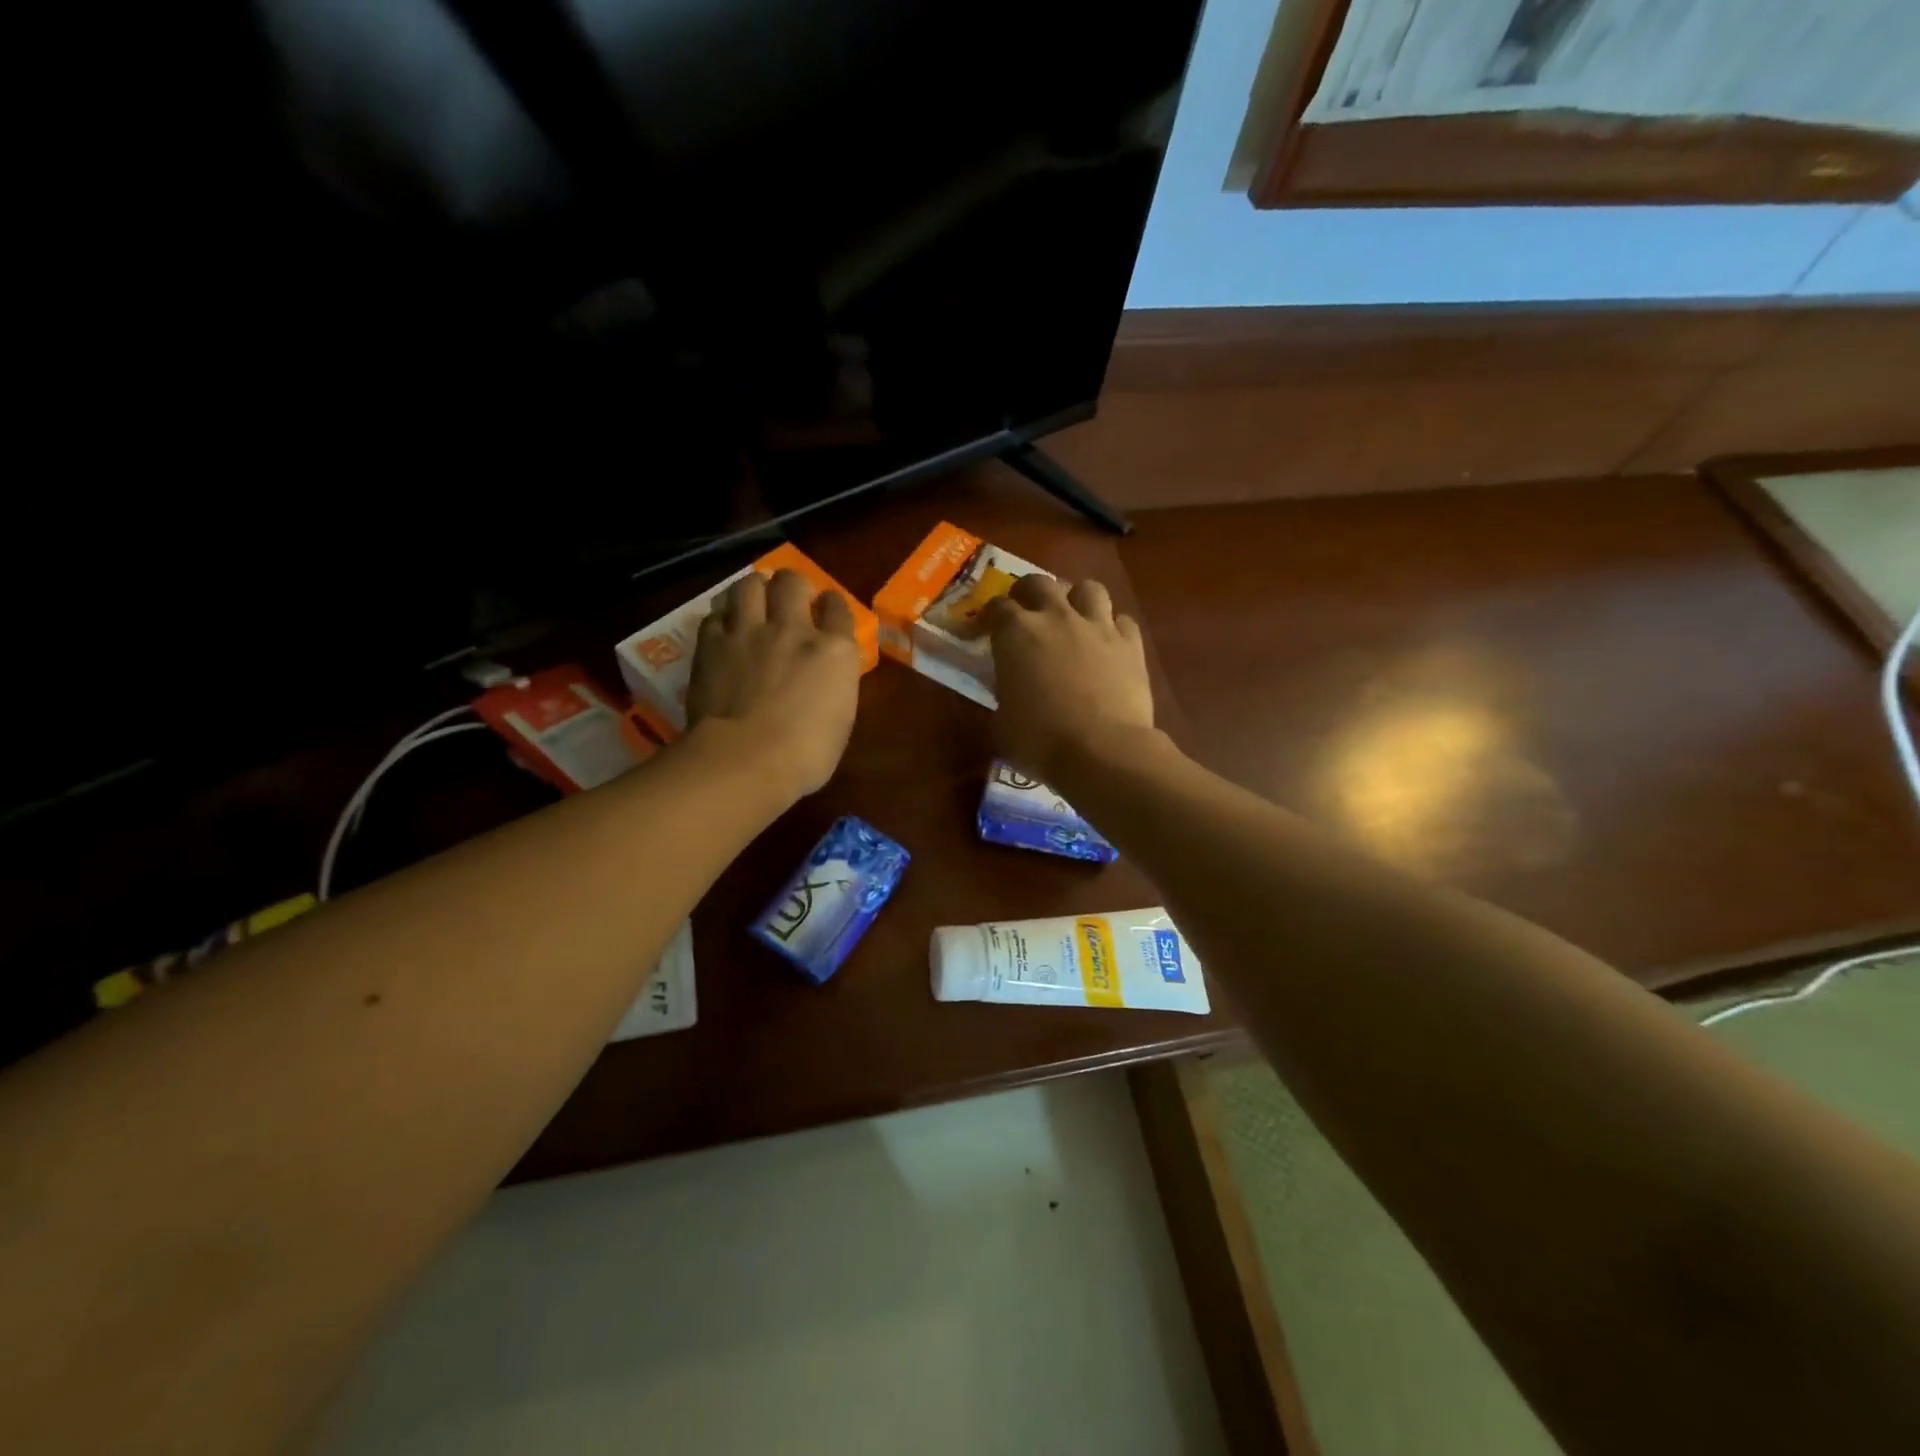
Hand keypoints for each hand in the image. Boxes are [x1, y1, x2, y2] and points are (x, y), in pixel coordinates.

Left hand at [686, 568, 862, 799]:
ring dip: (755, 589)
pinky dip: (723, 618)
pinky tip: (725, 630)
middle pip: (792, 581)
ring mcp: (749, 632)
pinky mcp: (712, 643)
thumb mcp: (840, 719)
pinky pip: (717, 614)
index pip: (838, 606)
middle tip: (788, 600)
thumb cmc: (806, 755)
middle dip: (792, 585)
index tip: (826, 610)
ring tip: (753, 602)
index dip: (831, 605)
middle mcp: (793, 629)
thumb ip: (834, 685)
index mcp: (834, 651)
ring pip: (749, 584)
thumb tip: (824, 678)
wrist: (745, 759)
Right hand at [985, 574, 1155, 782]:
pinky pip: (1122, 620)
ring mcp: (1097, 626)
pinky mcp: (1131, 643)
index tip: (985, 630)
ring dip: (1077, 599)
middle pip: (1039, 583)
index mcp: (1016, 633)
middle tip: (1025, 611)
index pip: (996, 607)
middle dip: (1028, 592)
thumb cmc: (1040, 742)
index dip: (988, 617)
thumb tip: (1011, 691)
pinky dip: (1113, 628)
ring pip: (1088, 588)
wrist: (1102, 751)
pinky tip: (1108, 644)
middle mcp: (1056, 617)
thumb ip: (1004, 695)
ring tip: (1073, 617)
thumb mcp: (1002, 723)